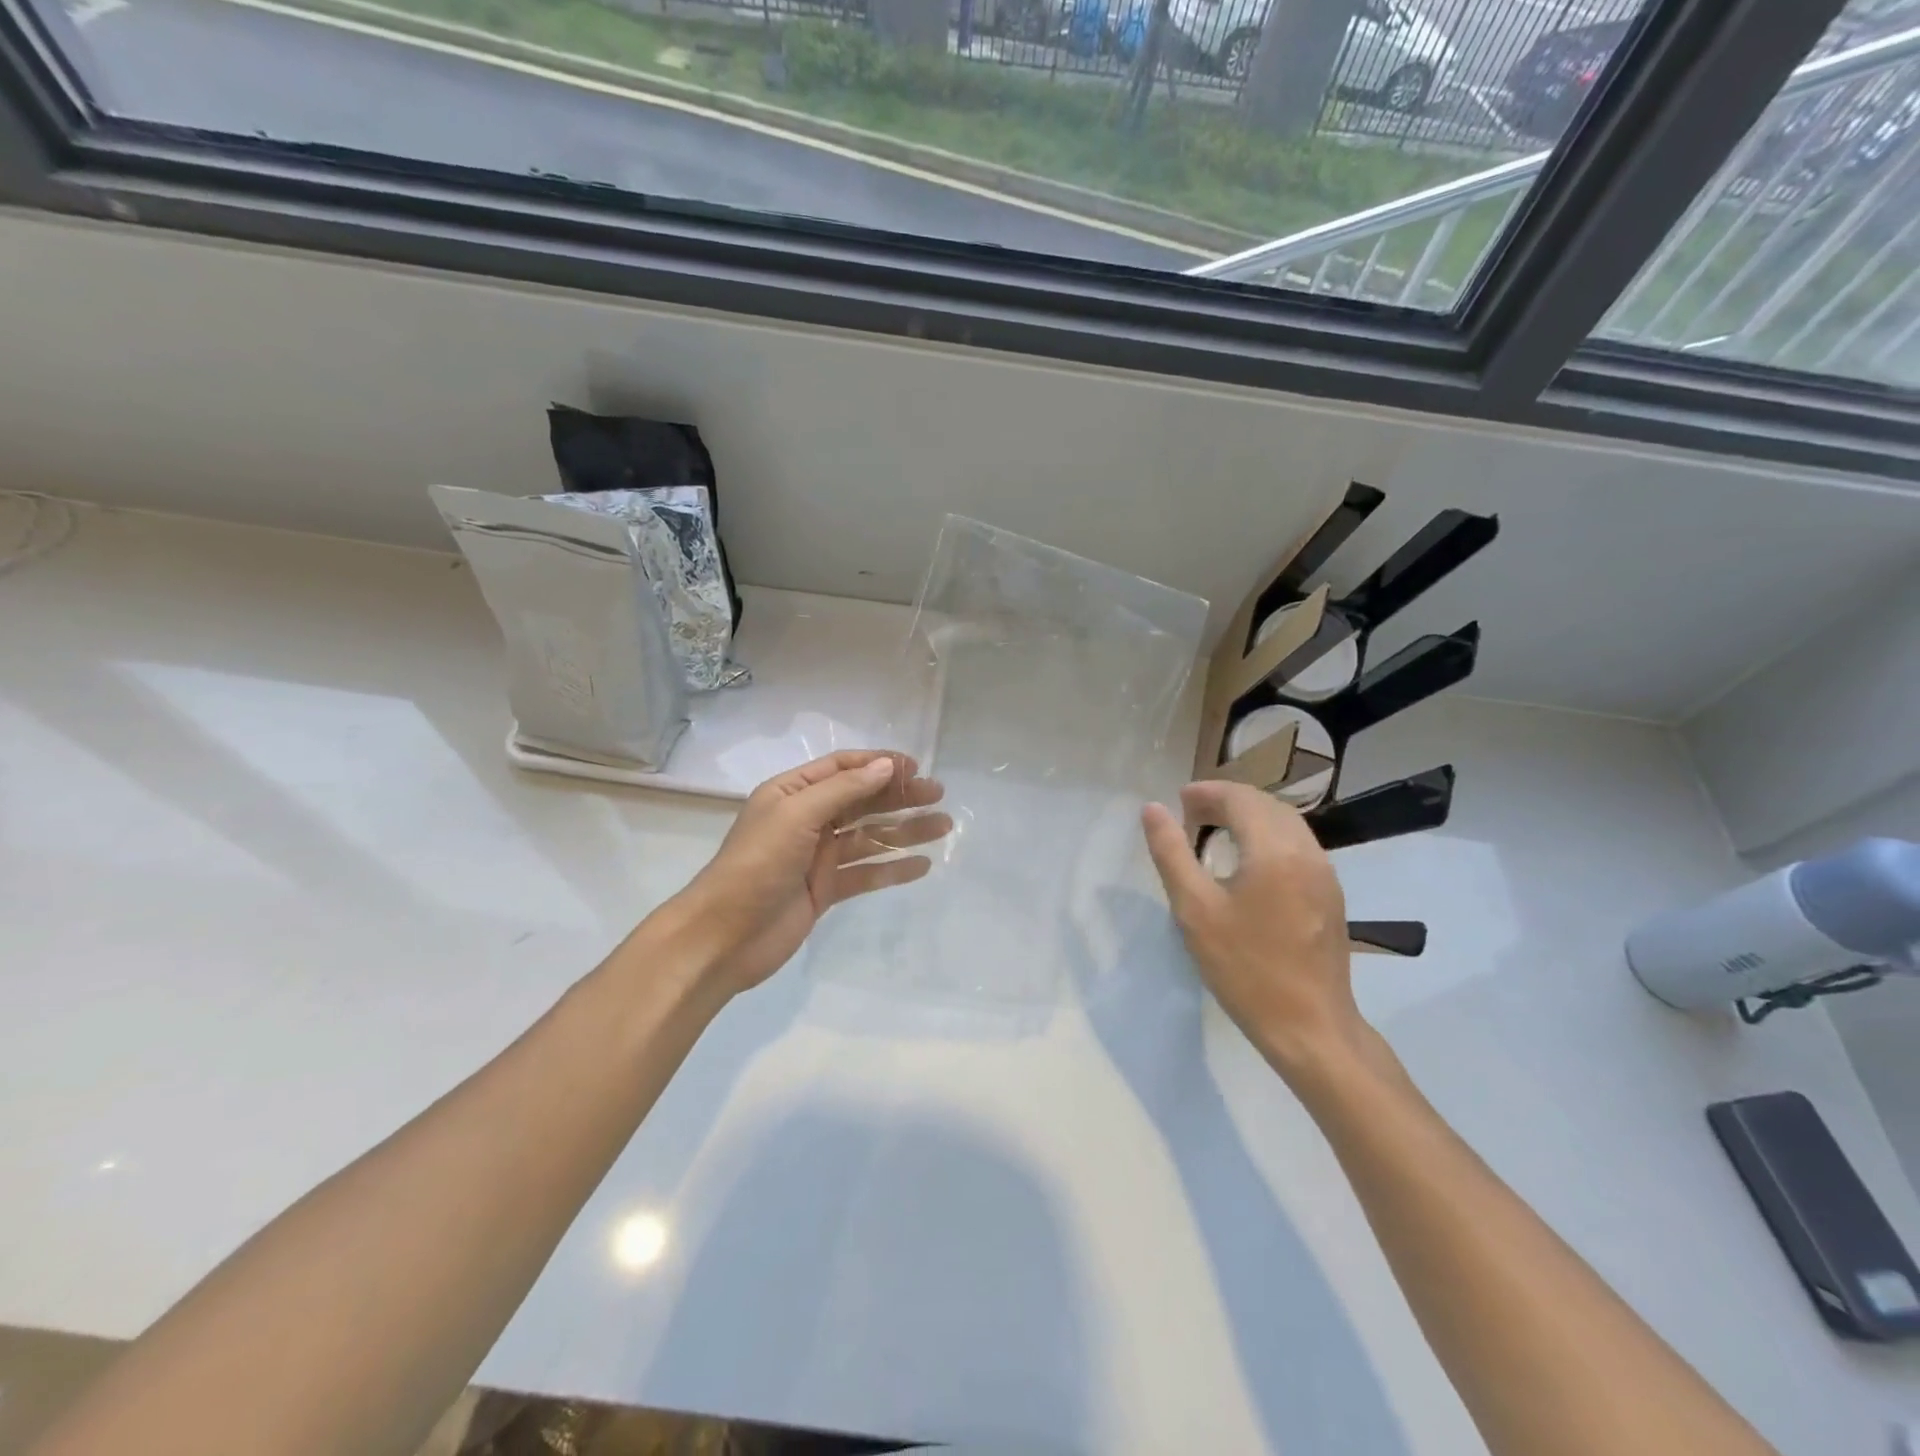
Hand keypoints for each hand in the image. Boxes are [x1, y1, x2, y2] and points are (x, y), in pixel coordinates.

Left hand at [667, 751, 949, 998]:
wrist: (724, 937)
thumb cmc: (757, 864)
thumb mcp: (797, 815)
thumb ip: (844, 790)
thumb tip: (886, 765)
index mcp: (793, 793)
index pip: (843, 768)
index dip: (879, 764)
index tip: (916, 768)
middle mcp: (808, 819)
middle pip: (862, 801)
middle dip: (900, 797)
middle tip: (939, 796)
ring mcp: (818, 856)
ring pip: (870, 837)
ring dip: (905, 831)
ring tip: (943, 827)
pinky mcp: (826, 889)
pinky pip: (866, 873)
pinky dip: (893, 869)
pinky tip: (922, 865)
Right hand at [1140, 781, 1363, 1079]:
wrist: (1310, 1027)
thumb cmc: (1244, 969)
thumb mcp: (1194, 910)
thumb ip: (1171, 853)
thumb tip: (1152, 809)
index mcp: (1274, 851)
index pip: (1240, 799)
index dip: (1206, 793)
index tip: (1177, 802)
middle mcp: (1306, 851)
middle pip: (1266, 804)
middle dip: (1226, 800)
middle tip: (1189, 813)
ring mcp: (1325, 873)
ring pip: (1285, 822)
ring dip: (1248, 815)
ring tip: (1213, 829)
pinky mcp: (1330, 894)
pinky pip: (1297, 844)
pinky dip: (1267, 836)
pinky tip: (1247, 859)